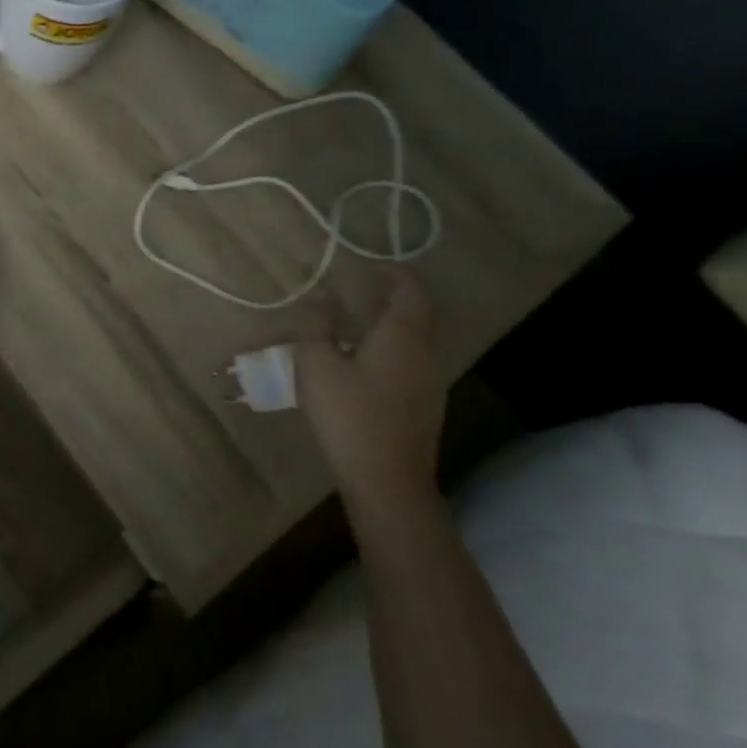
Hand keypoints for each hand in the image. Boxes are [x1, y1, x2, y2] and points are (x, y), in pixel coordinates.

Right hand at [298, 272, 446, 511]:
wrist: (386, 480)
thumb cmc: (348, 414)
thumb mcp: (316, 364)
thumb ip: (316, 328)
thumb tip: (320, 302)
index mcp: (402, 335)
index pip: (410, 291)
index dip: (394, 274)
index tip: (371, 267)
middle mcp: (424, 353)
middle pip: (420, 314)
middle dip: (397, 298)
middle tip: (365, 291)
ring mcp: (430, 383)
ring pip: (417, 341)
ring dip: (394, 326)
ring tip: (358, 326)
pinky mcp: (425, 408)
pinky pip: (412, 365)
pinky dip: (392, 351)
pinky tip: (364, 366)